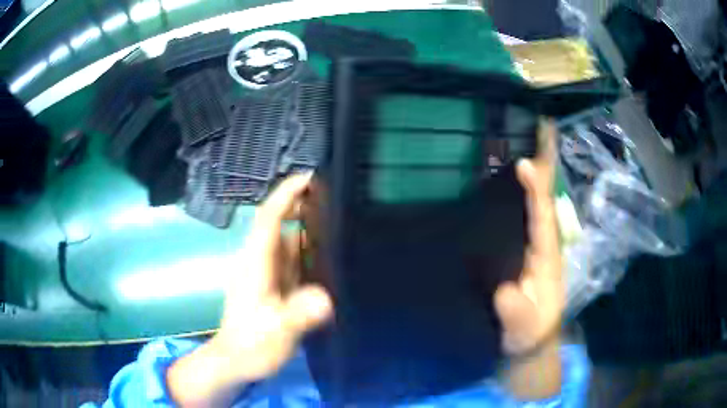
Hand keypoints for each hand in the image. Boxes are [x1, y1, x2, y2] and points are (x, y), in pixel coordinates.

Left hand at [167, 174, 332, 406]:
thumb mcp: (276, 333)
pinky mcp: (274, 286)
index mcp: (256, 263)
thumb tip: (326, 298)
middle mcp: (260, 261)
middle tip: (343, 203)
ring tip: (345, 227)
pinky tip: (332, 260)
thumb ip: (298, 315)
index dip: (286, 194)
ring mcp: (267, 274)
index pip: (269, 218)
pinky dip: (310, 254)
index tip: (310, 177)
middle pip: (281, 224)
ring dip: (311, 232)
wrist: (236, 363)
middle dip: (305, 208)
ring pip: (289, 242)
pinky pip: (293, 261)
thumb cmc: (251, 346)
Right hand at [495, 122, 562, 354]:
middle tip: (542, 130)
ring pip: (537, 203)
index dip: (535, 191)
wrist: (531, 340)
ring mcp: (535, 246)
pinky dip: (524, 192)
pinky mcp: (525, 251)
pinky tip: (514, 179)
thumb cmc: (529, 331)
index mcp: (546, 257)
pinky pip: (525, 215)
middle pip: (545, 200)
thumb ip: (516, 311)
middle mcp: (544, 244)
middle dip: (545, 166)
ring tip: (529, 141)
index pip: (541, 218)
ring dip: (536, 173)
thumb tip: (505, 290)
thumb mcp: (522, 327)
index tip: (524, 165)